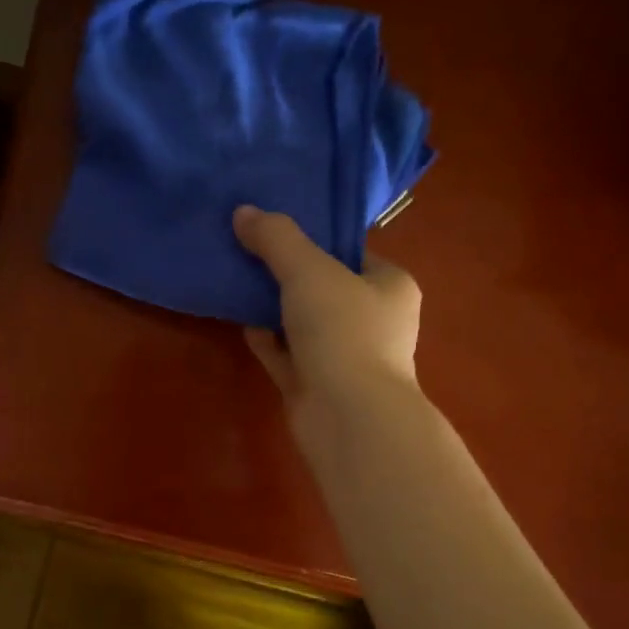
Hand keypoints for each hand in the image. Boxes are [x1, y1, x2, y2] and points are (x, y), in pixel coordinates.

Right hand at [233, 205, 421, 437]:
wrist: (348, 416)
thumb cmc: (343, 331)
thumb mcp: (309, 271)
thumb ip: (276, 239)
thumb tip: (243, 212)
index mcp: (390, 287)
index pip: (352, 253)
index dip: (316, 240)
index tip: (276, 230)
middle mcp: (374, 321)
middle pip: (325, 288)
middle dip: (288, 275)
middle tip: (248, 252)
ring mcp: (346, 358)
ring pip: (304, 324)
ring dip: (274, 308)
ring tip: (237, 281)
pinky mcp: (318, 386)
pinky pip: (288, 355)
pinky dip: (268, 340)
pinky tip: (242, 323)